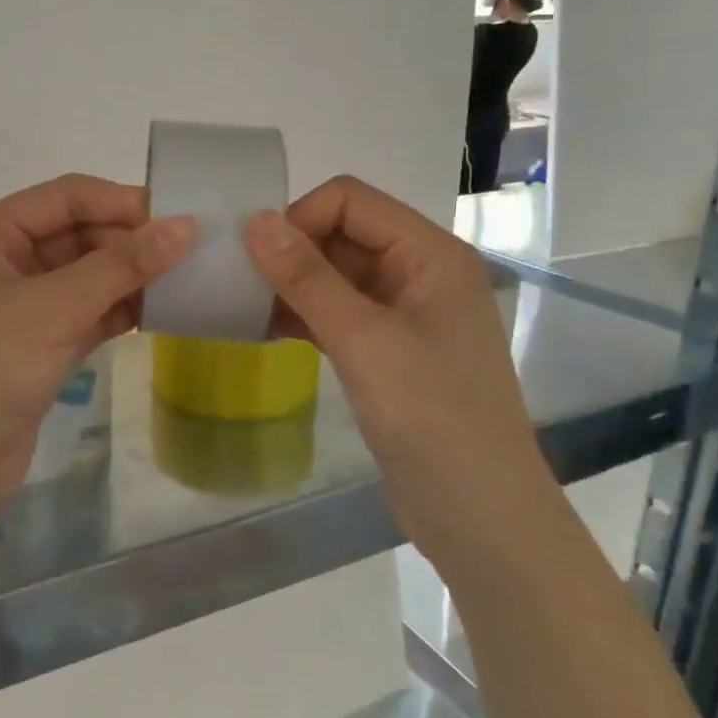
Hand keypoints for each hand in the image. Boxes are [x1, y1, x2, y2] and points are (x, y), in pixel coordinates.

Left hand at [0, 174, 195, 504]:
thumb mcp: (53, 308)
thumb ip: (120, 266)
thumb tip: (186, 226)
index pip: (64, 197)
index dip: (120, 202)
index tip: (179, 216)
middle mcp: (2, 262)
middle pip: (77, 234)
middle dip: (129, 242)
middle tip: (190, 252)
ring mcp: (21, 306)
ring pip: (86, 275)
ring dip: (130, 277)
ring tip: (187, 279)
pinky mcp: (39, 345)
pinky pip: (87, 312)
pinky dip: (120, 310)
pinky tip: (162, 310)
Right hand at [241, 176, 552, 549]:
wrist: (479, 516)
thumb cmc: (432, 419)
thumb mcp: (364, 342)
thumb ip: (308, 279)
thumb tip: (254, 221)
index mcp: (430, 254)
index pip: (350, 200)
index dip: (299, 218)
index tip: (255, 259)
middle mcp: (419, 273)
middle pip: (342, 233)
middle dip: (290, 252)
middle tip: (238, 285)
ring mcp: (404, 314)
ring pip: (335, 275)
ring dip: (291, 286)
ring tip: (243, 309)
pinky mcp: (388, 351)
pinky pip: (337, 313)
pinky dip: (302, 316)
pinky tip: (263, 331)